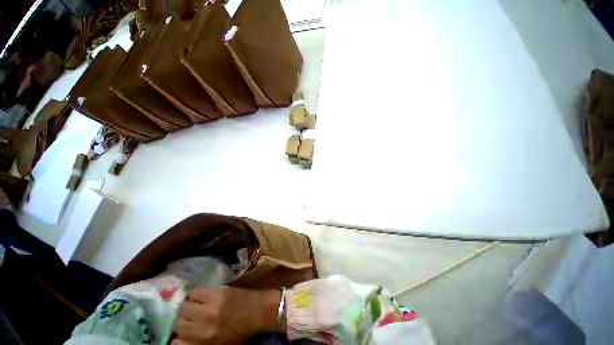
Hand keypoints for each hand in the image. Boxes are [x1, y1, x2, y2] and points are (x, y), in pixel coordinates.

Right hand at [173, 286, 281, 344]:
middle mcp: (205, 325)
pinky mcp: (218, 291)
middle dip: (182, 321)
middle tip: (189, 318)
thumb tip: (181, 340)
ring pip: (184, 305)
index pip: (176, 343)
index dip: (178, 338)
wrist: (259, 311)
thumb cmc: (241, 331)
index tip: (182, 334)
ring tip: (193, 306)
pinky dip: (194, 294)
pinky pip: (196, 290)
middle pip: (179, 322)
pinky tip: (199, 296)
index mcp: (205, 342)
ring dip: (187, 307)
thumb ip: (199, 343)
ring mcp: (211, 306)